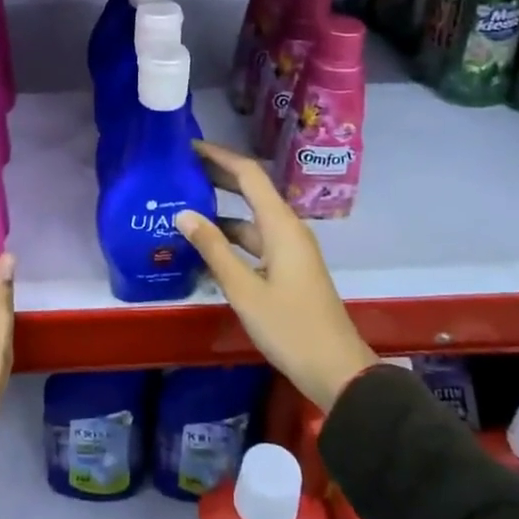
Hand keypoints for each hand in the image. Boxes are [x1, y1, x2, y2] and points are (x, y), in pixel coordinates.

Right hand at [177, 140, 375, 411]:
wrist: (337, 371)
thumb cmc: (290, 328)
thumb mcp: (244, 290)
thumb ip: (214, 249)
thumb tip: (183, 214)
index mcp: (281, 226)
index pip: (249, 174)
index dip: (219, 156)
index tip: (188, 146)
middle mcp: (287, 229)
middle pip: (252, 190)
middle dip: (218, 175)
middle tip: (180, 168)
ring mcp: (289, 250)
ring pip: (252, 217)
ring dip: (222, 208)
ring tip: (184, 203)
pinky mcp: (288, 268)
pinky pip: (256, 239)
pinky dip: (231, 235)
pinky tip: (206, 244)